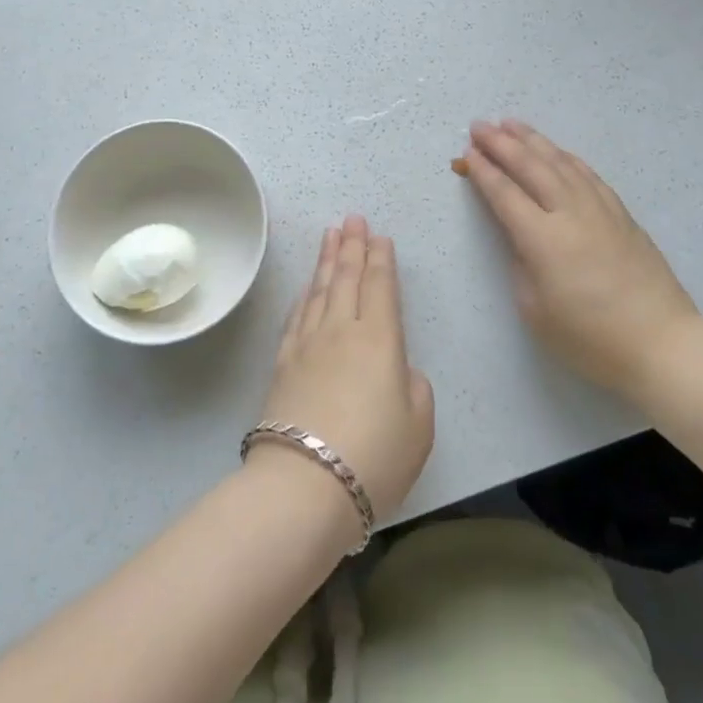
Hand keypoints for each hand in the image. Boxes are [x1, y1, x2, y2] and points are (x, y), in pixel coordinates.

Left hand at [257, 216, 434, 526]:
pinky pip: (296, 316)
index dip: (381, 259)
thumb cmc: (374, 456)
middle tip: (352, 218)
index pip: (381, 286)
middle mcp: (342, 330)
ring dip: (326, 259)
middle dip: (352, 245)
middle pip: (347, 277)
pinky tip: (306, 287)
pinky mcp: (283, 363)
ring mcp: (308, 344)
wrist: (305, 484)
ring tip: (330, 234)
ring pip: (319, 289)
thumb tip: (398, 371)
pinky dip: (304, 295)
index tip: (378, 235)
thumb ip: (415, 388)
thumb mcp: (419, 426)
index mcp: (380, 339)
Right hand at [458, 119, 700, 395]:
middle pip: (530, 167)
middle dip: (501, 144)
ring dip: (533, 140)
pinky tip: (557, 150)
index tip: (467, 153)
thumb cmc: (590, 338)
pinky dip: (567, 157)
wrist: (661, 342)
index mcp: (542, 239)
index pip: (505, 194)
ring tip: (510, 123)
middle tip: (479, 125)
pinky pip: (588, 174)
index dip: (483, 171)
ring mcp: (600, 209)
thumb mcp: (536, 310)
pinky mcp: (621, 214)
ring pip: (561, 163)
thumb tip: (519, 237)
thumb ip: (521, 265)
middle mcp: (570, 213)